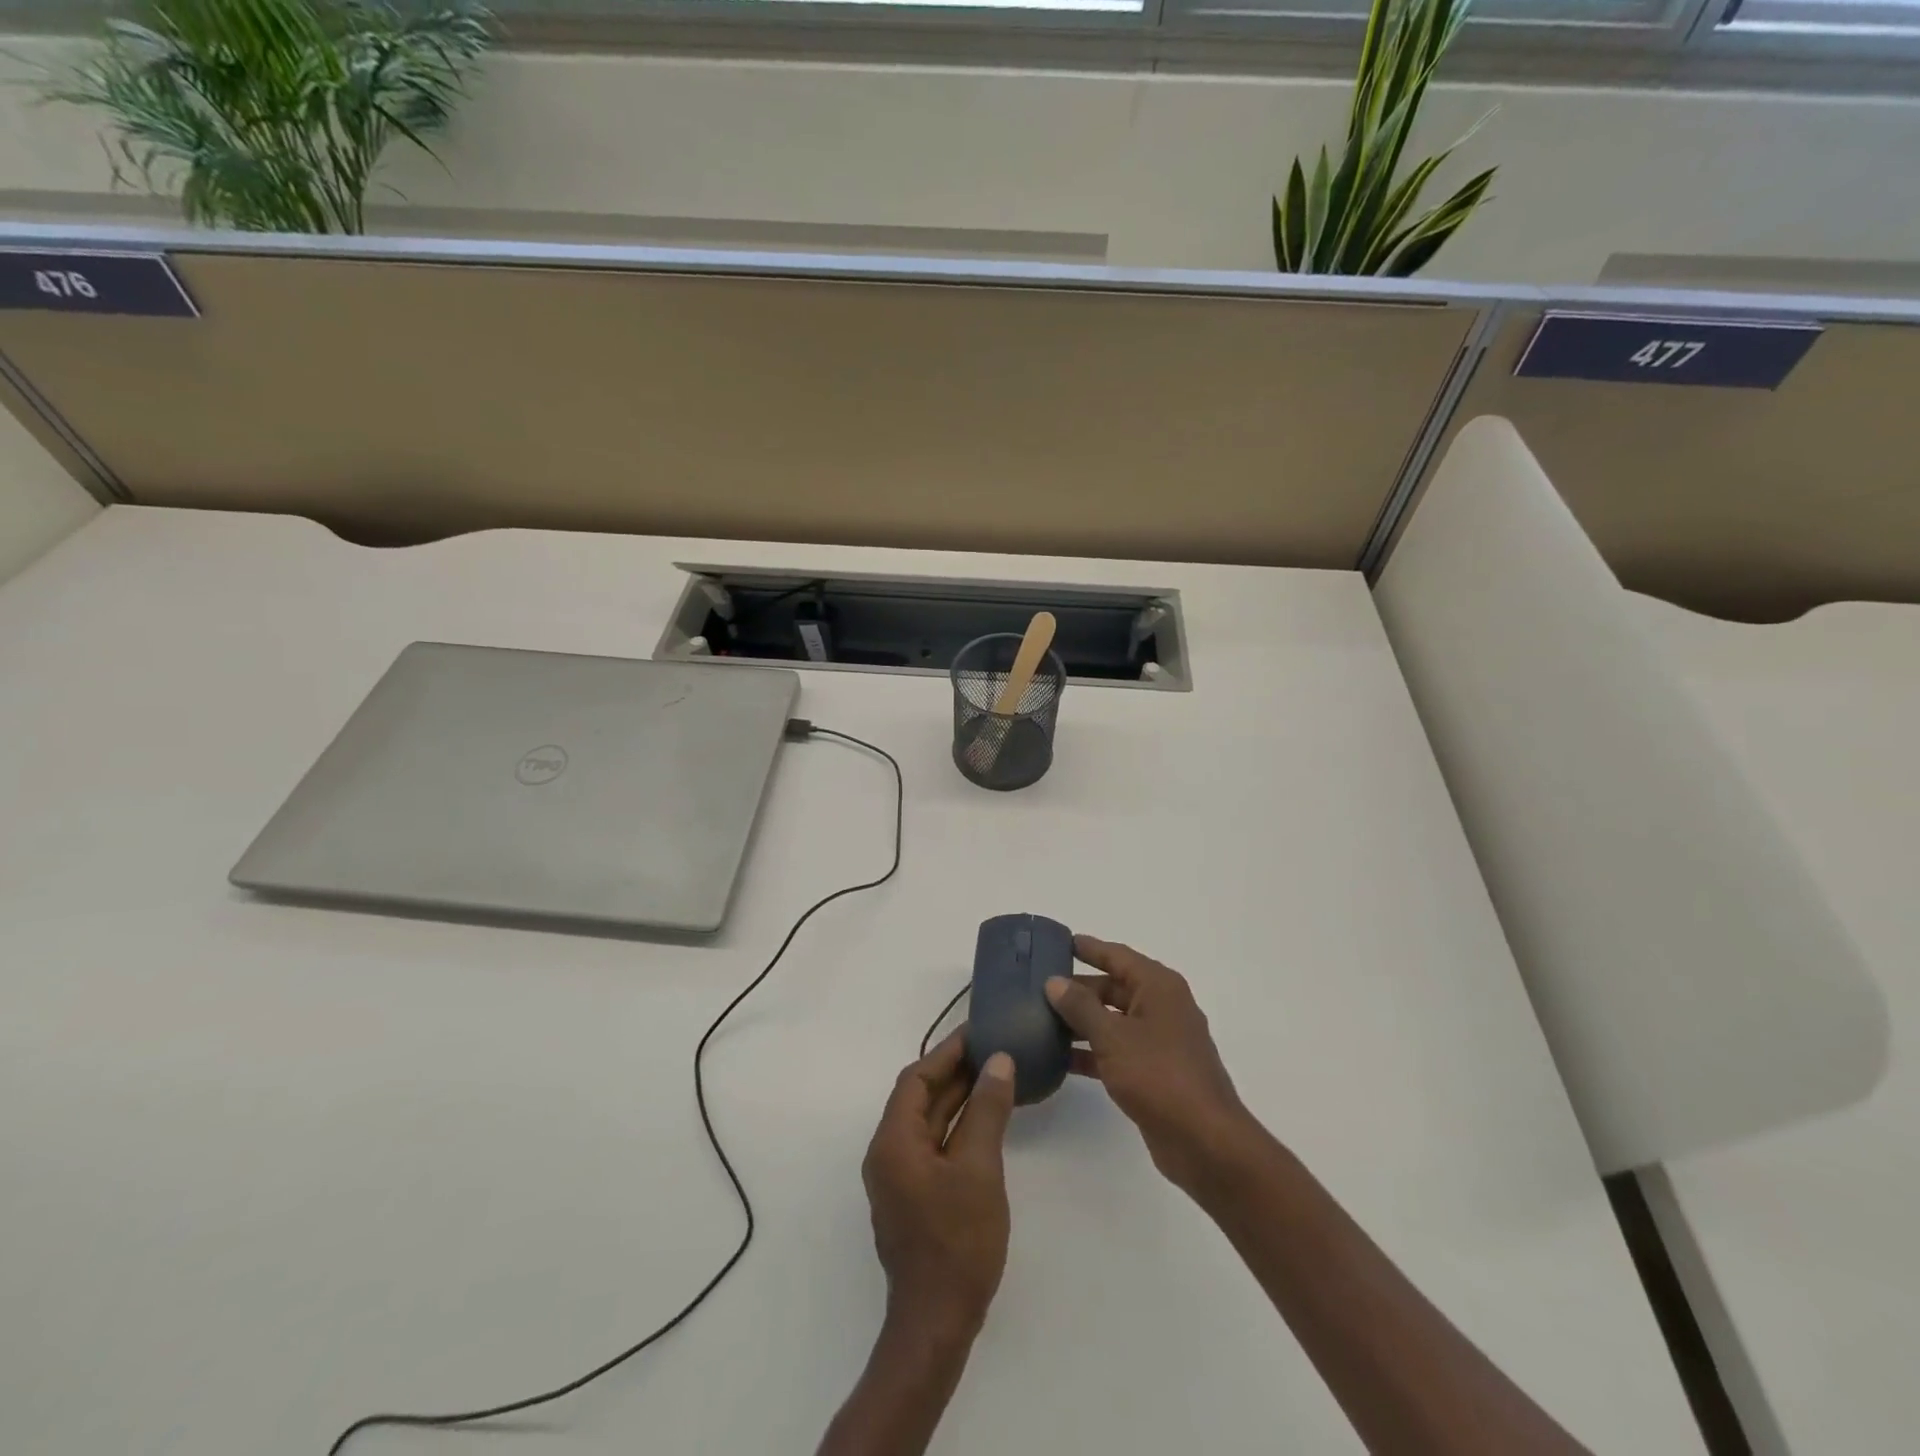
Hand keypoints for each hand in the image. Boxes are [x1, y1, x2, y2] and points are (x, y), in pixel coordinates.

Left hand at [861, 1032, 1016, 1337]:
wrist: (937, 1324)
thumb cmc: (957, 1242)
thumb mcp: (979, 1169)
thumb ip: (987, 1110)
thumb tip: (998, 1061)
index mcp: (893, 1141)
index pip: (916, 1079)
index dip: (947, 1052)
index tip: (978, 1032)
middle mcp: (888, 1152)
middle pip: (920, 1097)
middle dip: (954, 1072)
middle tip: (993, 1048)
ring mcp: (899, 1177)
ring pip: (928, 1121)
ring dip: (957, 1097)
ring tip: (994, 1074)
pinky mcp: (913, 1195)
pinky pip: (934, 1144)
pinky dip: (957, 1124)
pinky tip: (985, 1118)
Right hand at [1045, 935, 1256, 1192]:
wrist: (1205, 1142)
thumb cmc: (1159, 1075)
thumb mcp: (1113, 1036)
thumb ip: (1080, 1007)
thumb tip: (1055, 982)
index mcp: (1158, 987)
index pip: (1117, 956)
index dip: (1088, 948)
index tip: (1057, 942)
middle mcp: (1162, 1007)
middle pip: (1114, 988)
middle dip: (1078, 989)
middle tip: (1038, 987)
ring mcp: (1160, 1042)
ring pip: (1113, 1021)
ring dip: (1081, 1022)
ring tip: (1040, 1020)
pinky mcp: (1155, 1073)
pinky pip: (1117, 1051)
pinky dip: (1092, 1052)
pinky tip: (1060, 1059)